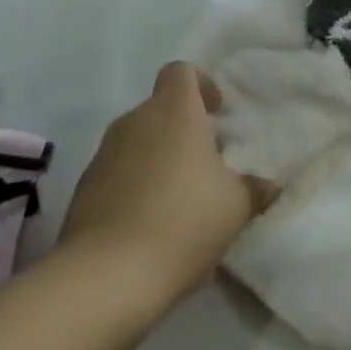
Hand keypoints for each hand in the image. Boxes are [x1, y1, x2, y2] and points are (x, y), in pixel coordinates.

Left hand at [61, 63, 274, 303]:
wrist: (106, 278)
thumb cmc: (183, 222)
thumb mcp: (237, 206)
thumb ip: (256, 188)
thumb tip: (268, 187)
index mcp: (174, 111)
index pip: (181, 71)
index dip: (202, 85)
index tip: (217, 114)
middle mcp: (135, 122)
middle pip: (160, 109)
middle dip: (183, 131)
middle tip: (207, 165)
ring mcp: (103, 156)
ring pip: (137, 144)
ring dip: (158, 161)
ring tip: (181, 202)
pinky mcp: (83, 192)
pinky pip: (117, 177)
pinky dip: (134, 190)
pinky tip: (151, 230)